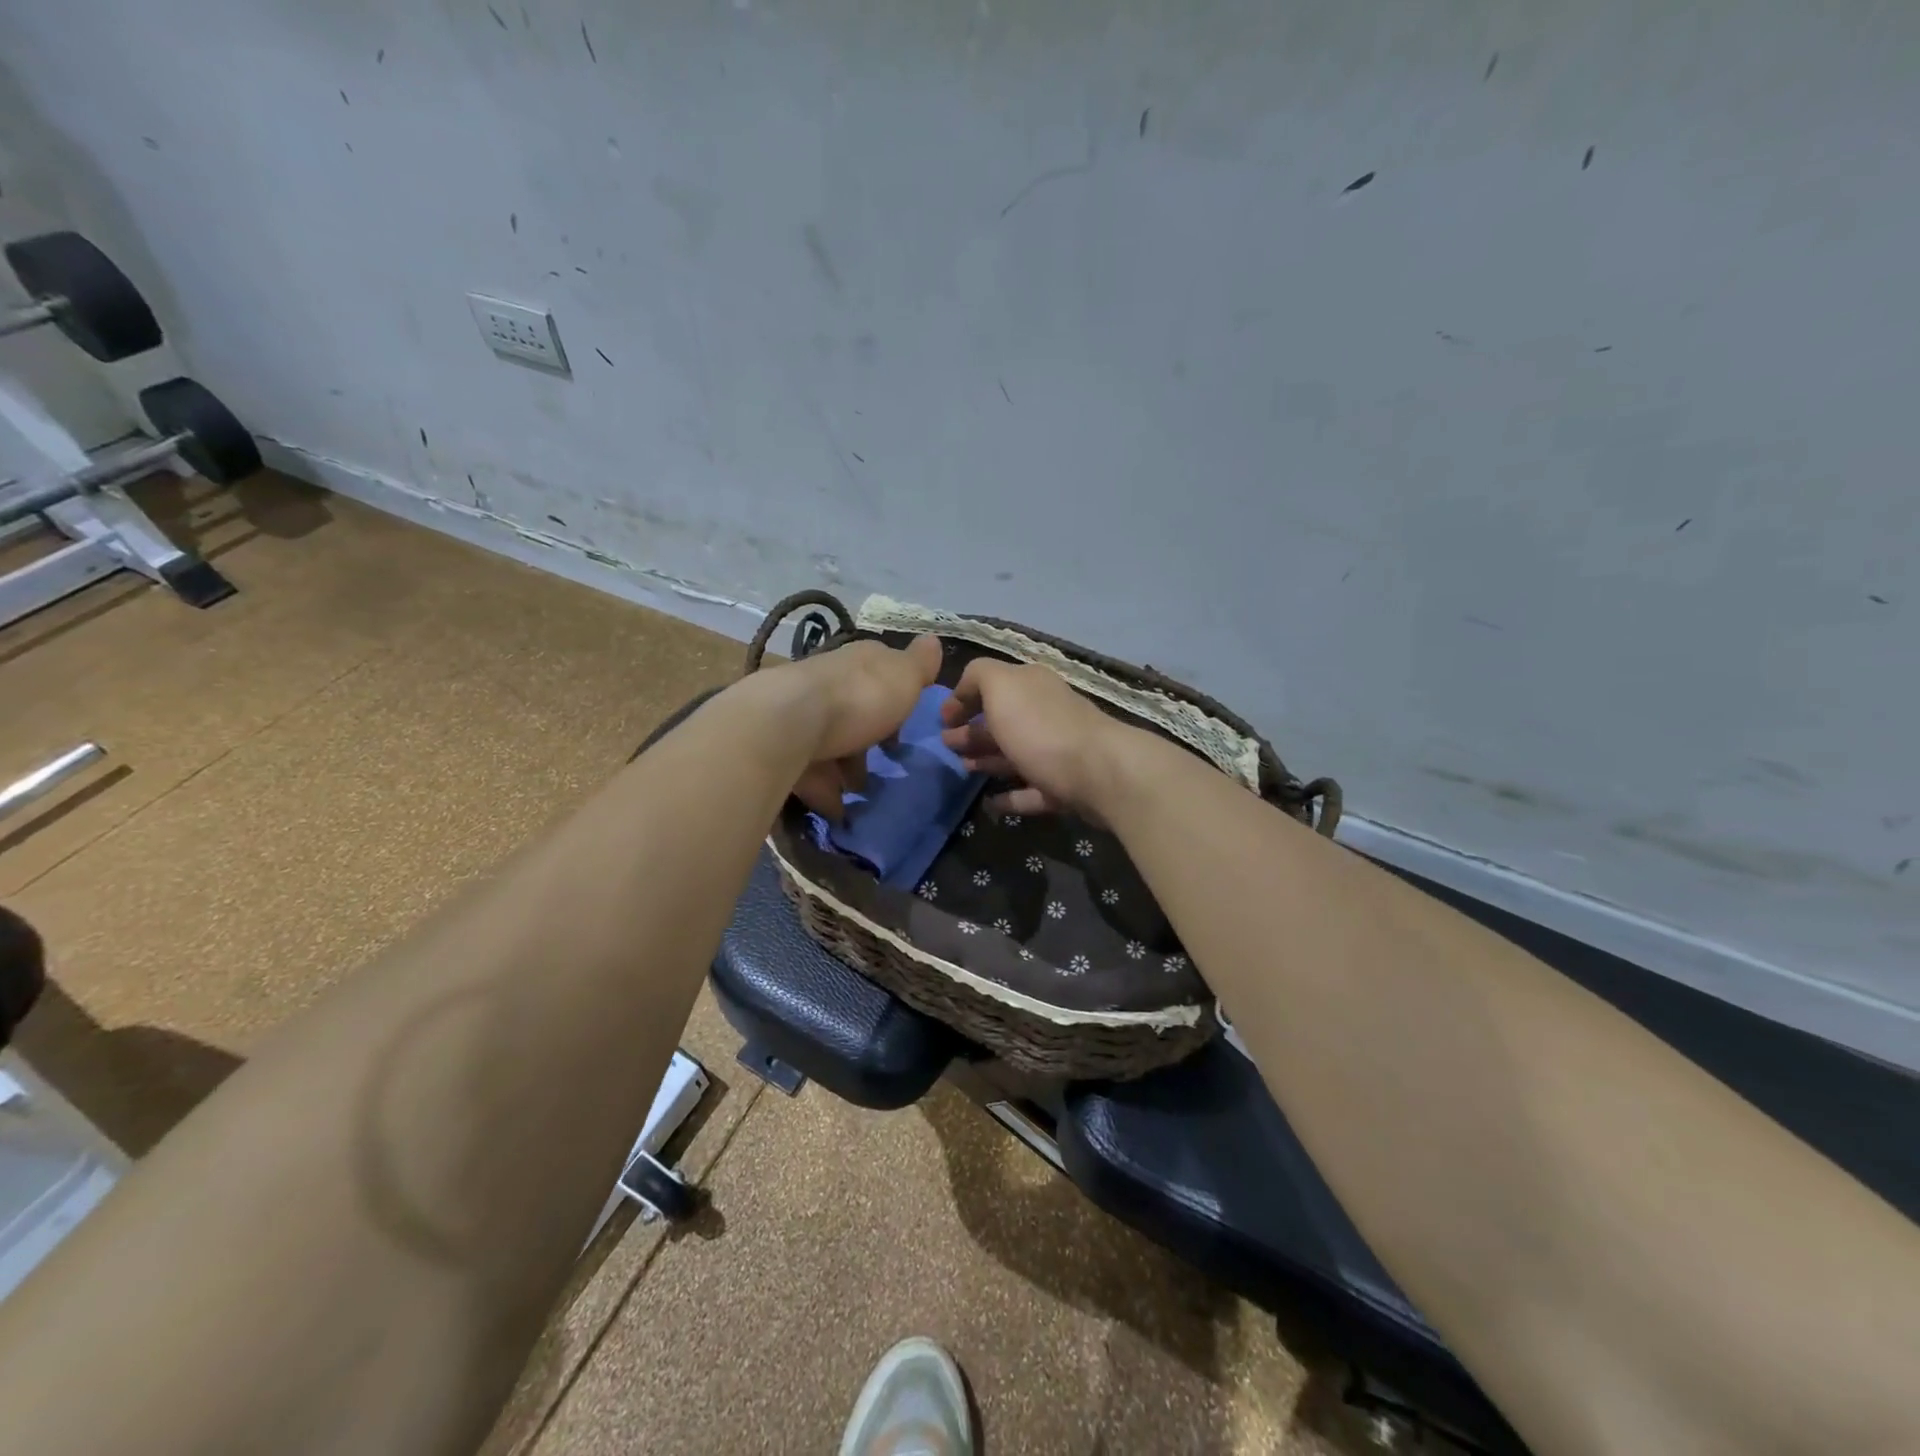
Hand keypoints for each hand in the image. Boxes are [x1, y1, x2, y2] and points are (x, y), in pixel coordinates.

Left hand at [772, 634, 943, 817]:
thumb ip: (919, 664)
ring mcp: (802, 714)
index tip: (906, 725)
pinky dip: (823, 790)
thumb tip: (933, 640)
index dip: (896, 697)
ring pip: (829, 741)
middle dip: (867, 737)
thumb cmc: (859, 698)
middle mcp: (828, 682)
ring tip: (859, 793)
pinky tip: (837, 810)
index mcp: (860, 663)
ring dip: (844, 767)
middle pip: (853, 709)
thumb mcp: (903, 677)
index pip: (881, 673)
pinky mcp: (781, 745)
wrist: (789, 722)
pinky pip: (808, 771)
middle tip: (883, 765)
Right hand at [938, 658, 1128, 818]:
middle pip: (1002, 721)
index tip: (942, 720)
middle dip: (972, 730)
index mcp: (1030, 686)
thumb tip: (965, 689)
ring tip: (963, 769)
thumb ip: (978, 676)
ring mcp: (1057, 751)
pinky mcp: (1065, 787)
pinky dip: (1010, 796)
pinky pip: (1031, 791)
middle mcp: (1045, 713)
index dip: (963, 698)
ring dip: (988, 760)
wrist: (1100, 772)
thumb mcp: (1001, 686)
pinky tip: (990, 803)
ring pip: (1015, 754)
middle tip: (946, 745)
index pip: (991, 685)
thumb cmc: (1041, 727)